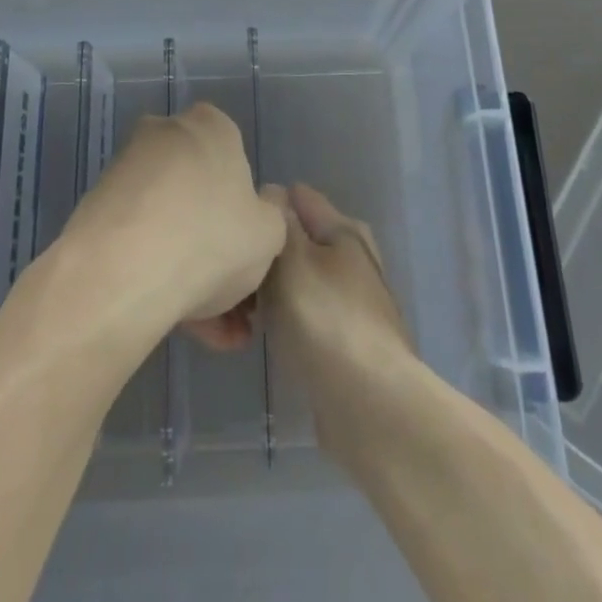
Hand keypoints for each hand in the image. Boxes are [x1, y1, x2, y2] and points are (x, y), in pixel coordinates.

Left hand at [59, 103, 286, 351]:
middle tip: (234, 303)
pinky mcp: (97, 209)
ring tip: (210, 333)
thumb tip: (263, 204)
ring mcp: (127, 172)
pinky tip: (180, 326)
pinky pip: (141, 240)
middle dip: (218, 246)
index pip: (236, 158)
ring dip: (192, 270)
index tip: (252, 253)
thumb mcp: (270, 233)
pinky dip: (160, 275)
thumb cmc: (210, 239)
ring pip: (171, 223)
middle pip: (202, 194)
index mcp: (210, 126)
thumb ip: (274, 214)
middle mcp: (166, 135)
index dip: (248, 211)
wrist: (118, 273)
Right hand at [260, 184, 416, 457]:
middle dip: (263, 256)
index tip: (238, 234)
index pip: (297, 196)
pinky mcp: (345, 338)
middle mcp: (352, 257)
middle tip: (231, 281)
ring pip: (295, 280)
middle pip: (294, 240)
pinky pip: (303, 314)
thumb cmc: (325, 320)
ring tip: (239, 316)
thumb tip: (272, 195)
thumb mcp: (292, 257)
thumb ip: (278, 219)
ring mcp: (351, 299)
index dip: (264, 208)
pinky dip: (283, 321)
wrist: (370, 405)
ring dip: (268, 293)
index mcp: (344, 229)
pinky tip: (262, 338)